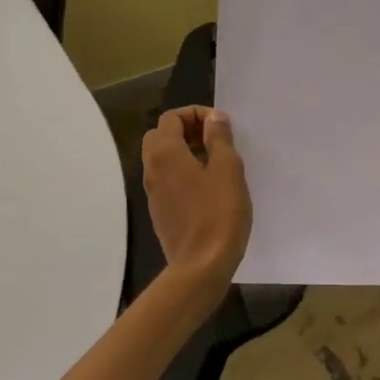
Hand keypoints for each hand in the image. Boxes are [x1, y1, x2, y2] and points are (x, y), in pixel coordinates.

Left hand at [141, 106, 252, 294]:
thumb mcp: (228, 169)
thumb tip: (213, 117)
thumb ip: (219, 138)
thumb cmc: (218, 213)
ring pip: (162, 159)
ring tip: (215, 162)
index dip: (195, 114)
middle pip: (161, 136)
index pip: (171, 118)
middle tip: (214, 139)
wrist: (201, 265)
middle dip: (186, 130)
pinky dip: (182, 172)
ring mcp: (152, 192)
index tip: (220, 125)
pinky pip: (166, 179)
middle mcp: (152, 168)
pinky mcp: (159, 211)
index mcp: (165, 153)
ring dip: (184, 151)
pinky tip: (207, 187)